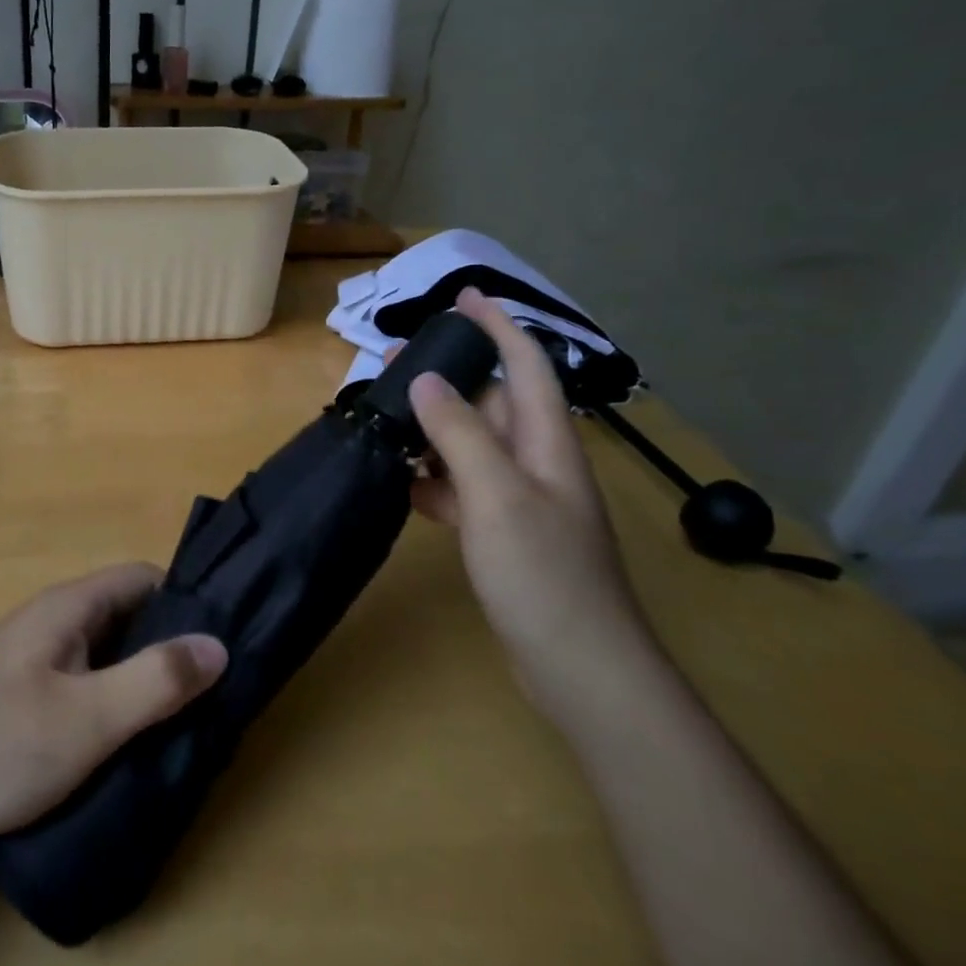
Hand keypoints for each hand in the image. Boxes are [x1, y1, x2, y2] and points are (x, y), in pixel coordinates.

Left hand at [0, 564, 226, 840]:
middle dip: (168, 646)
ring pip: (105, 653)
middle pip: (126, 616)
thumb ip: (154, 680)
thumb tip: (218, 645)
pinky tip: (127, 740)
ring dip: (140, 678)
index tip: (221, 640)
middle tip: (211, 690)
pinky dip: (111, 700)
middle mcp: (51, 621)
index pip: (142, 578)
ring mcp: (33, 659)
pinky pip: (82, 682)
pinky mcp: (21, 696)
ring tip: (181, 720)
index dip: (185, 600)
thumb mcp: (87, 718)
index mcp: (67, 607)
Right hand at [404, 289, 653, 718]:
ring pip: (472, 443)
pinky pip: (464, 487)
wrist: (579, 668)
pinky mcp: (504, 532)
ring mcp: (521, 499)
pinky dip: (434, 478)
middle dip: (449, 374)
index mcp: (546, 442)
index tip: (463, 296)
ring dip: (434, 426)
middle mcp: (537, 461)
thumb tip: (427, 379)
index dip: (498, 325)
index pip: (526, 365)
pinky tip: (403, 483)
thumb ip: (460, 433)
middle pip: (492, 400)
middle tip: (395, 360)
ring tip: (387, 415)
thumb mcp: (496, 495)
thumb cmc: (543, 574)